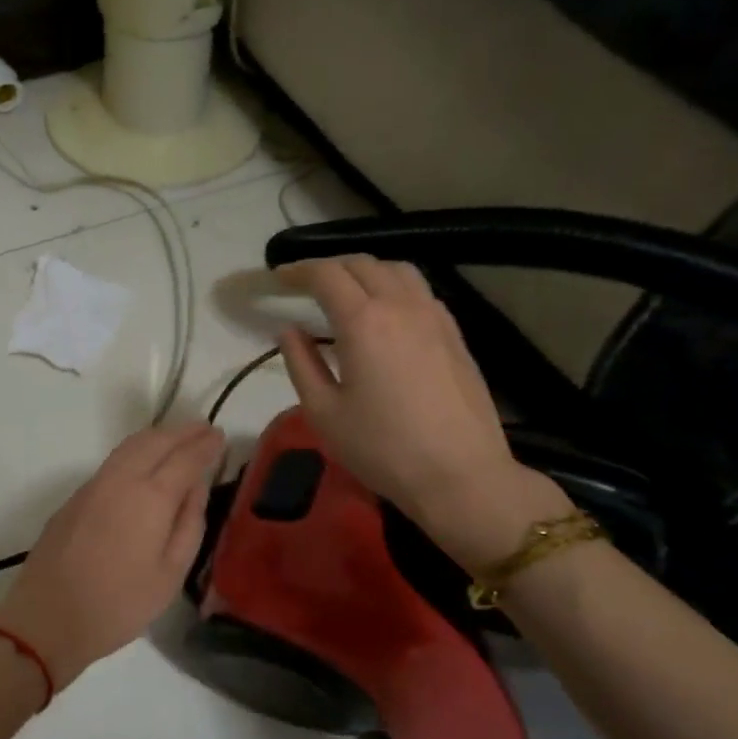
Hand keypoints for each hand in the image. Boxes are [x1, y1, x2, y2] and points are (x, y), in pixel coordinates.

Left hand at [0, 422, 224, 689]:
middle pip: (155, 440)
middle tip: (204, 430)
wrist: (48, 617)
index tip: (221, 436)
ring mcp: (93, 485)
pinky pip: (113, 461)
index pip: (185, 458)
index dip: (205, 445)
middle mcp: (121, 479)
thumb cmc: (119, 604)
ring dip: (158, 436)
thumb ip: (189, 523)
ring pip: (130, 446)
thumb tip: (197, 487)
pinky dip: (136, 451)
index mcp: (151, 497)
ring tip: (178, 439)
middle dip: (182, 431)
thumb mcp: (171, 573)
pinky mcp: (75, 497)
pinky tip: (144, 463)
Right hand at [276, 255, 570, 571]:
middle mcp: (401, 305)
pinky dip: (394, 287)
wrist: (459, 474)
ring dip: (365, 271)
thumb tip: (288, 330)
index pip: (326, 274)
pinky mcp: (455, 334)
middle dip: (329, 267)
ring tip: (346, 292)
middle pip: (362, 264)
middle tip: (305, 285)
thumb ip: (300, 363)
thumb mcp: (324, 412)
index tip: (278, 278)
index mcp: (363, 321)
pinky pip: (420, 292)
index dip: (298, 271)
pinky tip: (386, 314)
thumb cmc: (382, 448)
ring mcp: (435, 316)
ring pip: (397, 270)